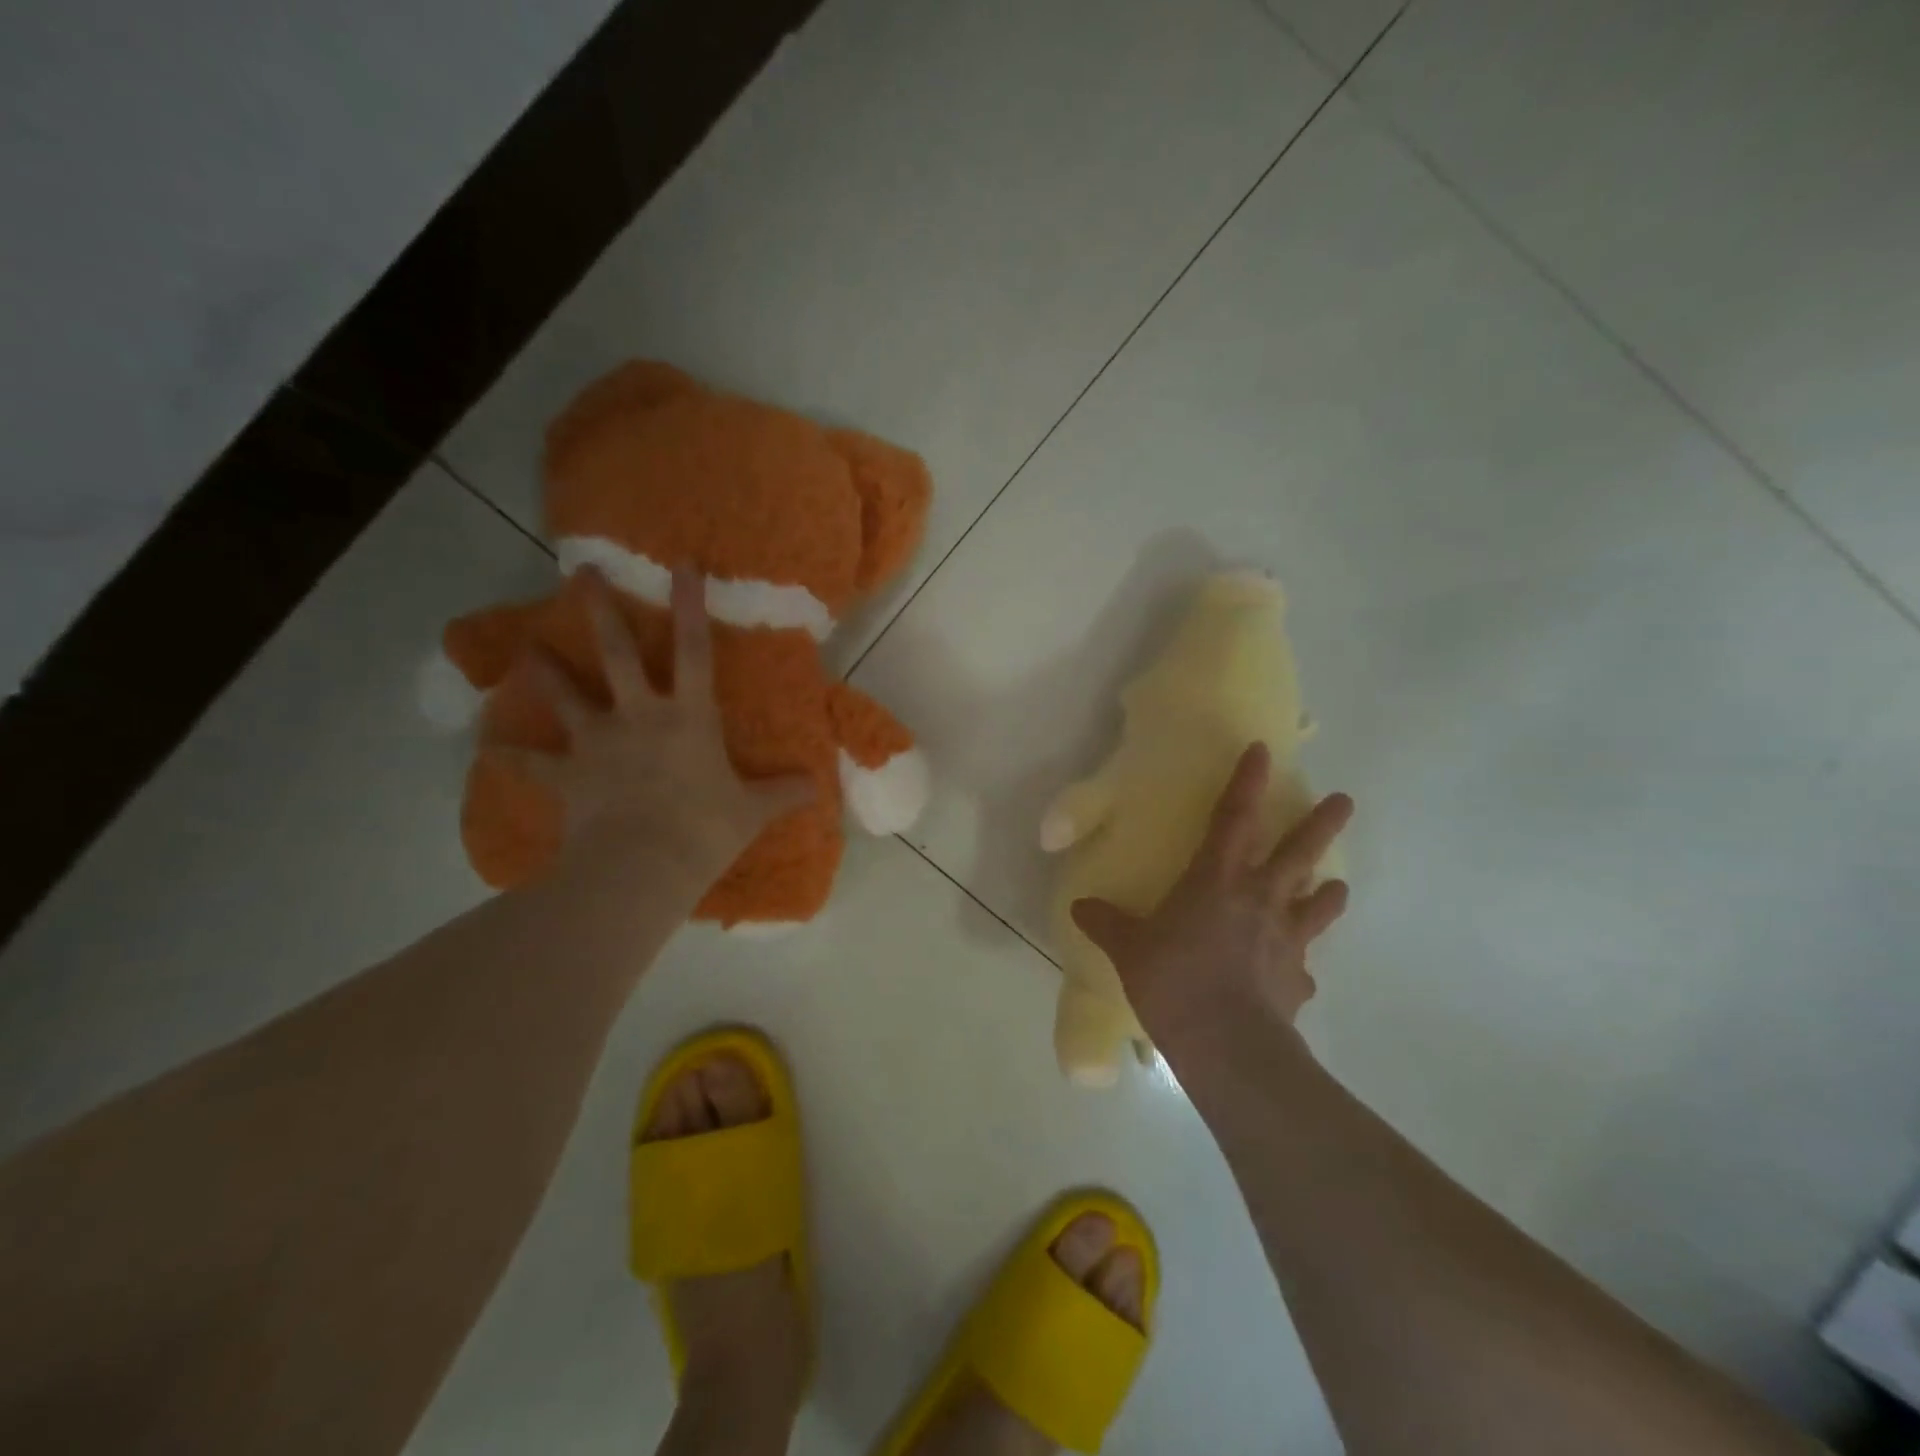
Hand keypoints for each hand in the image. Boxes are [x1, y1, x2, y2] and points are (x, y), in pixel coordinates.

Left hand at [492, 567, 814, 872]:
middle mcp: (640, 715)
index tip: (681, 563)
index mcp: (688, 715)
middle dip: (601, 610)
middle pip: (617, 653)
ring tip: (526, 649)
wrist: (642, 865)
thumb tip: (817, 787)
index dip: (690, 604)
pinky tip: (488, 747)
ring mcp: (598, 741)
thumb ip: (784, 793)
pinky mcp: (568, 774)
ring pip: (566, 695)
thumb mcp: (752, 811)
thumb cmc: (704, 828)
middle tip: (581, 573)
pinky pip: (532, 762)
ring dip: (545, 671)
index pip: (694, 648)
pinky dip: (510, 755)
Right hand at [1071, 743, 1351, 1063]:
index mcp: (1216, 881)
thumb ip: (1106, 923)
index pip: (1233, 818)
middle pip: (1298, 852)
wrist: (1227, 1044)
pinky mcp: (1298, 980)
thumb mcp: (1128, 949)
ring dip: (1328, 891)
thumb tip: (1080, 908)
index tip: (1262, 751)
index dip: (1246, 782)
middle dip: (1321, 823)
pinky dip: (1300, 964)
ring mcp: (1286, 939)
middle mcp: (1259, 900)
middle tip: (1344, 800)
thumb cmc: (1173, 980)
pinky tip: (1297, 974)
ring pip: (1318, 903)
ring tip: (1336, 885)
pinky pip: (1303, 966)